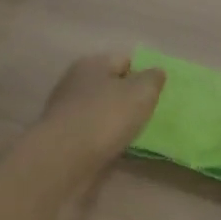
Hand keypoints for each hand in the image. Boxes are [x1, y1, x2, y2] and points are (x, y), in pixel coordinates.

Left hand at [39, 53, 165, 164]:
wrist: (64, 159)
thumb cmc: (106, 117)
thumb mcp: (141, 92)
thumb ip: (153, 79)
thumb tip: (155, 72)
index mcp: (92, 64)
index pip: (125, 61)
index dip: (144, 75)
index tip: (157, 95)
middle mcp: (75, 82)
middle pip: (111, 86)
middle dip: (129, 99)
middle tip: (149, 115)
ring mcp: (66, 111)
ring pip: (100, 111)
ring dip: (116, 121)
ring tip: (135, 135)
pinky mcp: (62, 137)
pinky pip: (91, 133)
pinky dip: (104, 139)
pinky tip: (116, 149)